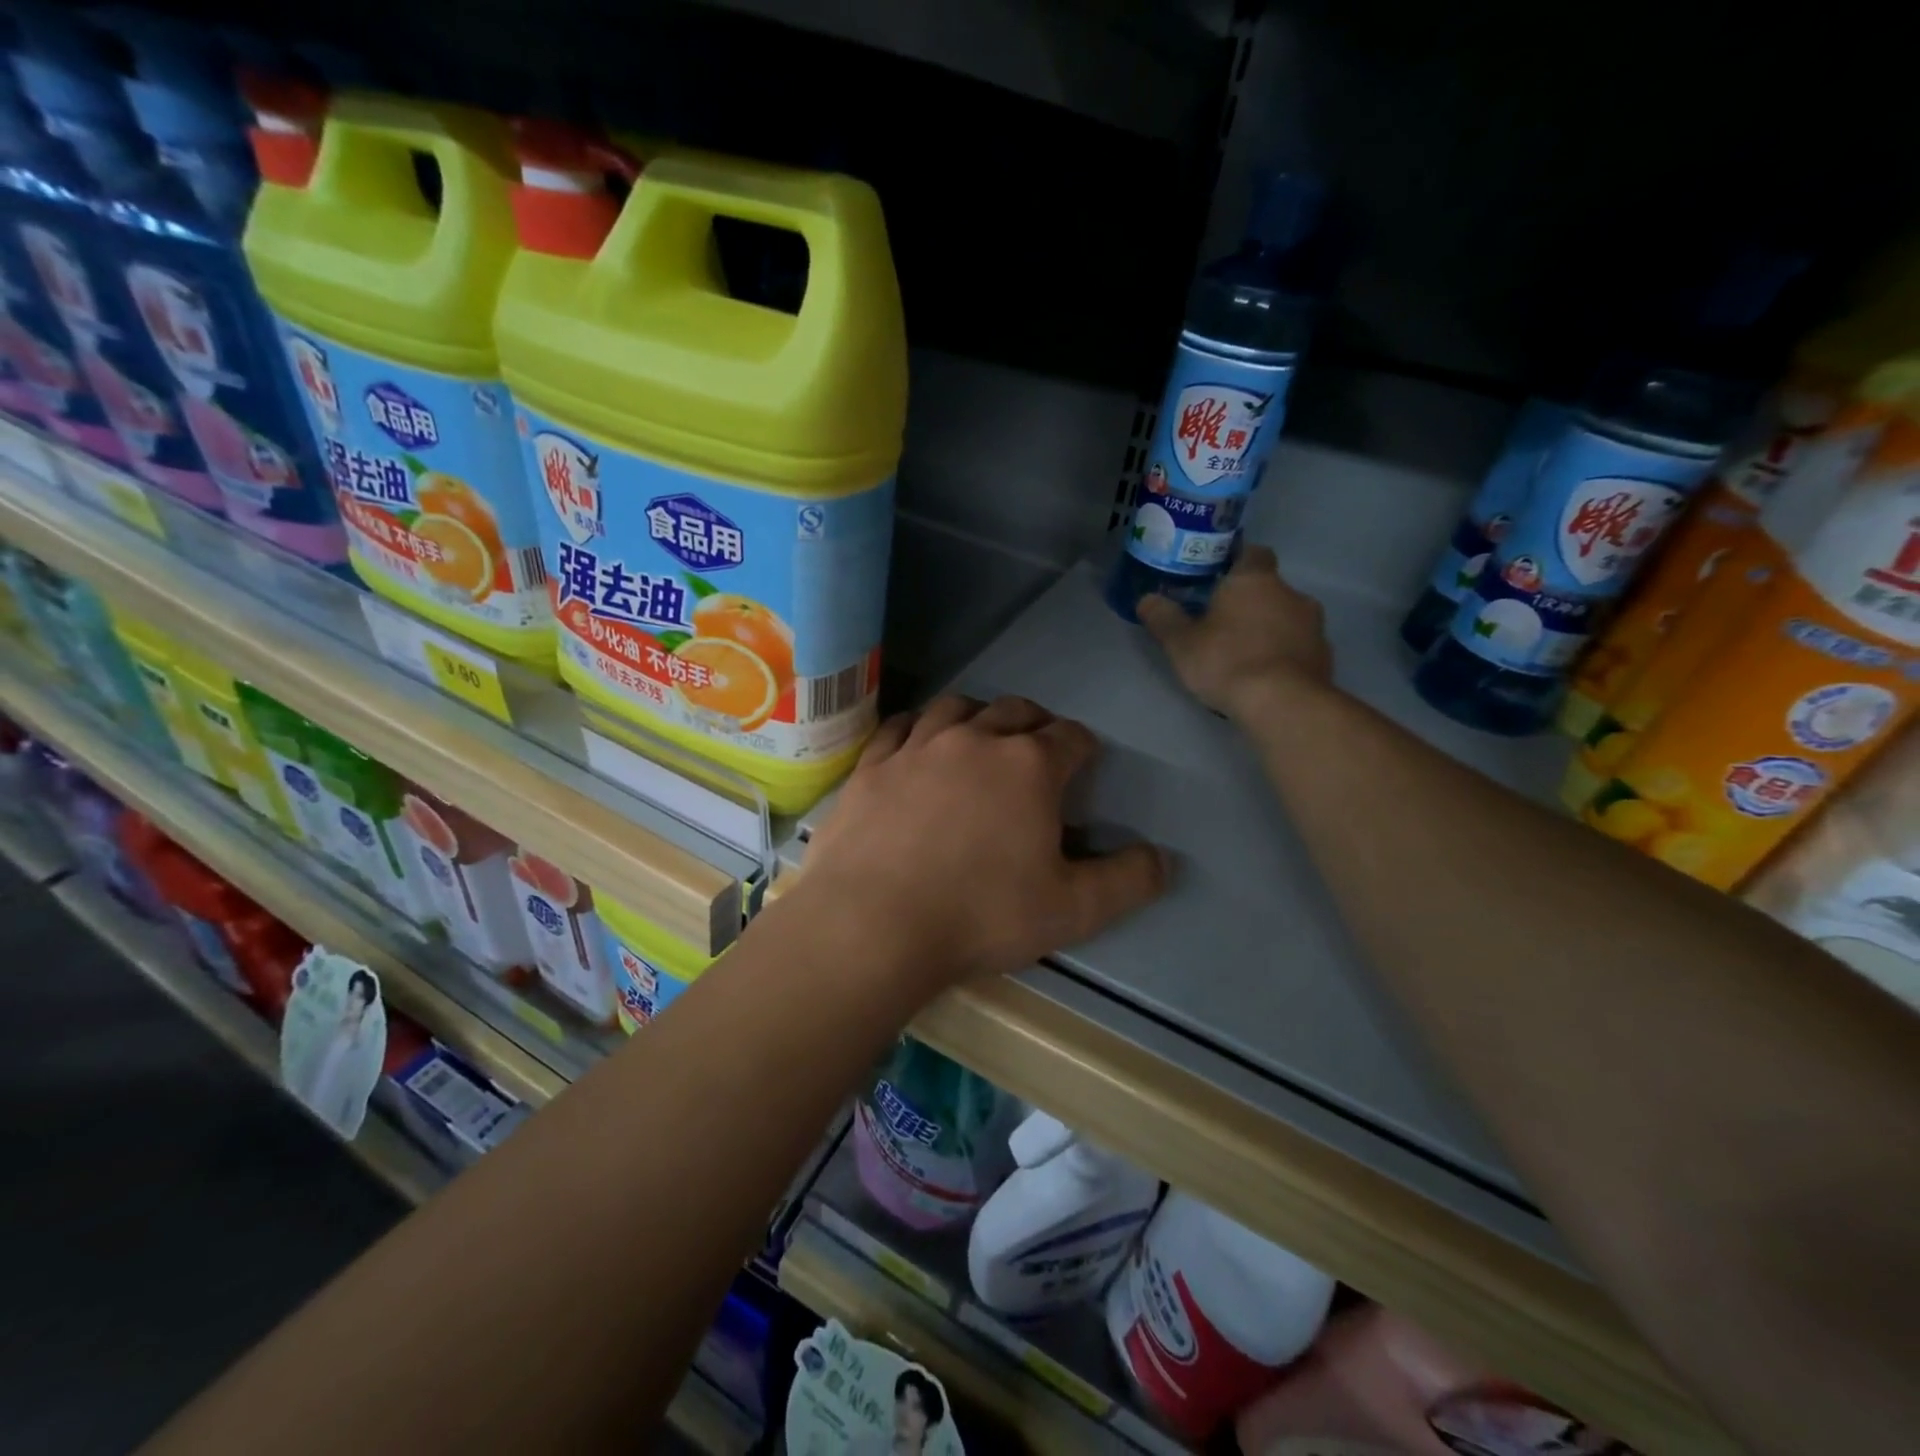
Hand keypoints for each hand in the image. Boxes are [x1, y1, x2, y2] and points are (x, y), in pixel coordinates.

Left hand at [799, 696, 1166, 991]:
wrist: (874, 924)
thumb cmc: (982, 915)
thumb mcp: (1072, 910)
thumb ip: (1128, 881)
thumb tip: (1163, 858)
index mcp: (1029, 766)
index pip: (1071, 736)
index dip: (1084, 746)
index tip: (1085, 761)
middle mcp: (975, 740)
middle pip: (1015, 711)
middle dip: (1035, 723)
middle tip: (1037, 746)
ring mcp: (918, 747)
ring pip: (955, 707)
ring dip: (976, 716)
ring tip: (980, 736)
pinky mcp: (872, 765)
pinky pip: (900, 726)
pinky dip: (918, 727)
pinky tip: (918, 741)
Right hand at [1136, 545, 1334, 719]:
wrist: (1283, 703)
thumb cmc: (1227, 661)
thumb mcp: (1181, 643)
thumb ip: (1163, 618)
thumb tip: (1147, 599)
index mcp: (1254, 579)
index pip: (1252, 553)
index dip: (1236, 563)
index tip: (1219, 580)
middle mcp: (1290, 593)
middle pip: (1269, 588)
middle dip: (1249, 603)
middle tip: (1223, 625)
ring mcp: (1313, 625)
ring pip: (1286, 618)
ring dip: (1268, 629)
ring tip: (1244, 655)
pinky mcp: (1324, 655)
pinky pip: (1299, 647)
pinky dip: (1284, 655)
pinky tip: (1265, 676)